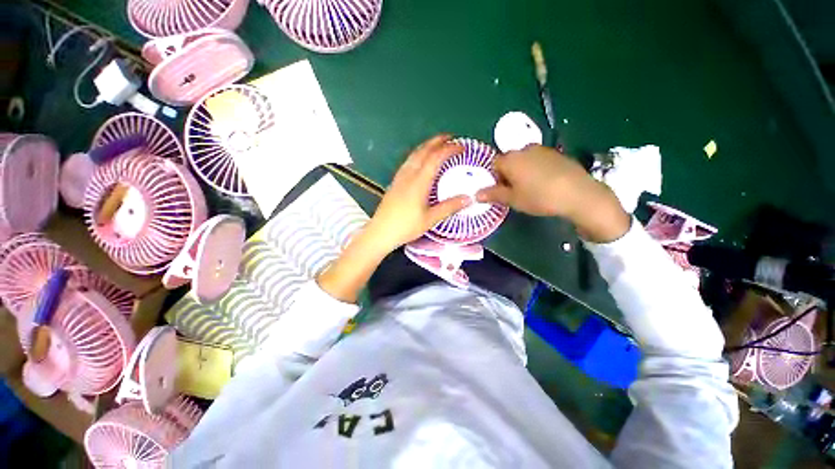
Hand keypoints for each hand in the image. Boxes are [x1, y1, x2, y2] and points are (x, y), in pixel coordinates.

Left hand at [366, 135, 471, 251]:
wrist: (381, 232)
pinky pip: (408, 161)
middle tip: (450, 138)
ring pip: (413, 154)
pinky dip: (418, 154)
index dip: (449, 149)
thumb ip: (449, 207)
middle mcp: (408, 174)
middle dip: (437, 141)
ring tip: (437, 144)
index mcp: (419, 182)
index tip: (461, 147)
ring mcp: (400, 177)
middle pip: (423, 151)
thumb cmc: (406, 226)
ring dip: (426, 146)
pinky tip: (420, 160)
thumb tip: (468, 198)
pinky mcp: (395, 182)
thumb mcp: (430, 219)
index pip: (435, 158)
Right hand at [476, 145, 630, 242]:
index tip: (501, 190)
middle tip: (515, 191)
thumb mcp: (513, 199)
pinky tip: (545, 183)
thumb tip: (476, 194)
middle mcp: (524, 149)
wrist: (578, 193)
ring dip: (523, 171)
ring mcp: (543, 150)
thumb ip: (493, 194)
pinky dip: (537, 169)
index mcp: (511, 159)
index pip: (494, 164)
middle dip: (508, 174)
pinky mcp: (557, 153)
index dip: (495, 178)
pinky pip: (539, 160)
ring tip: (531, 188)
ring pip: (525, 160)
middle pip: (509, 161)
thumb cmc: (539, 197)